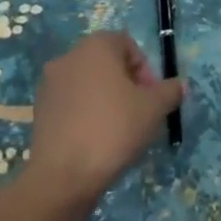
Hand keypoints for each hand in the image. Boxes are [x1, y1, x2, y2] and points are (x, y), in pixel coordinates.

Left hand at [26, 31, 183, 205]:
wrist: (63, 176)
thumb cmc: (114, 129)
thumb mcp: (154, 109)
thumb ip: (170, 91)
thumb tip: (180, 85)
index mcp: (96, 46)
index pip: (127, 44)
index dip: (145, 69)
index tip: (152, 96)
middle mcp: (69, 56)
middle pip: (106, 62)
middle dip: (126, 83)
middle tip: (139, 111)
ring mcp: (50, 83)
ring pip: (88, 83)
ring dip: (106, 98)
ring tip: (119, 128)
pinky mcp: (40, 110)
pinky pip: (71, 102)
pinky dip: (86, 112)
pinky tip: (96, 139)